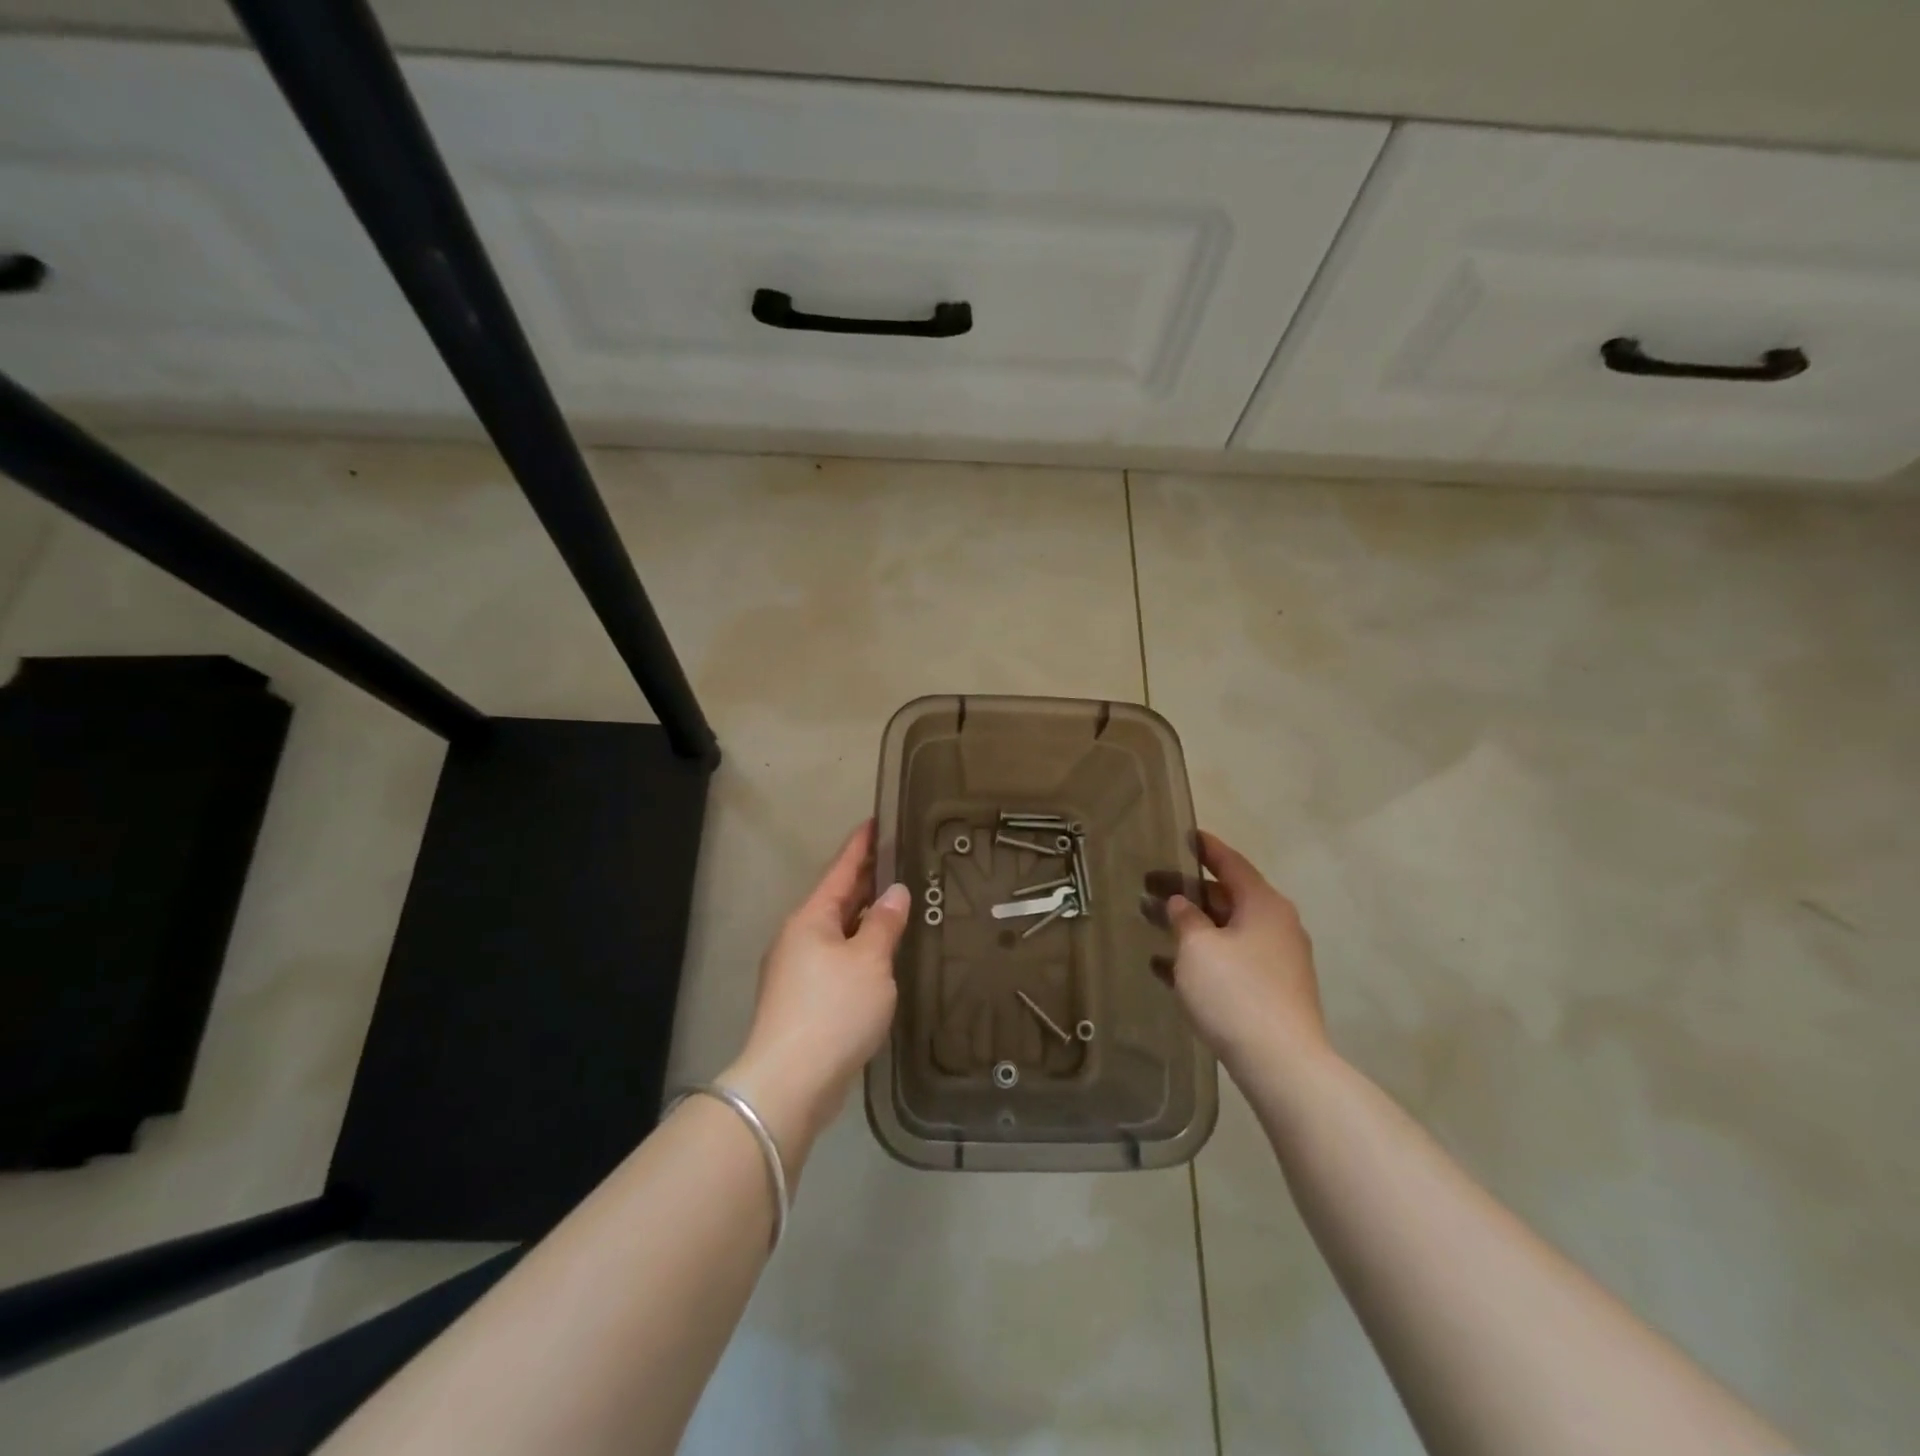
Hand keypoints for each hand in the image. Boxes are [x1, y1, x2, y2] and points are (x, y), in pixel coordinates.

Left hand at [722, 820, 909, 1165]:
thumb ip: (885, 924)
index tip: (877, 821)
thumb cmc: (833, 1009)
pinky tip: (881, 955)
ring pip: (838, 931)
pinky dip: (860, 948)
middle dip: (866, 879)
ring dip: (865, 917)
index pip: (840, 869)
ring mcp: (798, 970)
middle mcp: (800, 937)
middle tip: (900, 859)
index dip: (861, 845)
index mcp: (811, 918)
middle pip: (837, 898)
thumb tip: (896, 893)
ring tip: (898, 903)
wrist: (790, 1081)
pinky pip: (838, 959)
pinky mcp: (804, 1000)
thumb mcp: (869, 961)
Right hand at [1143, 830, 1328, 1074]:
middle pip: (1226, 898)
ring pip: (1225, 931)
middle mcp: (1275, 926)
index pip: (1231, 863)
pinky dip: (1200, 957)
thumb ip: (1184, 918)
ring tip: (1149, 921)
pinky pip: (1229, 961)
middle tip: (1148, 886)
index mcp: (1263, 905)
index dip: (1206, 848)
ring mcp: (1275, 961)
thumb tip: (1181, 903)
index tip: (1185, 834)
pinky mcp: (1270, 991)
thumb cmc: (1235, 992)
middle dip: (1187, 891)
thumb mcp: (1198, 948)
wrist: (1281, 1063)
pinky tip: (1163, 966)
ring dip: (1189, 926)